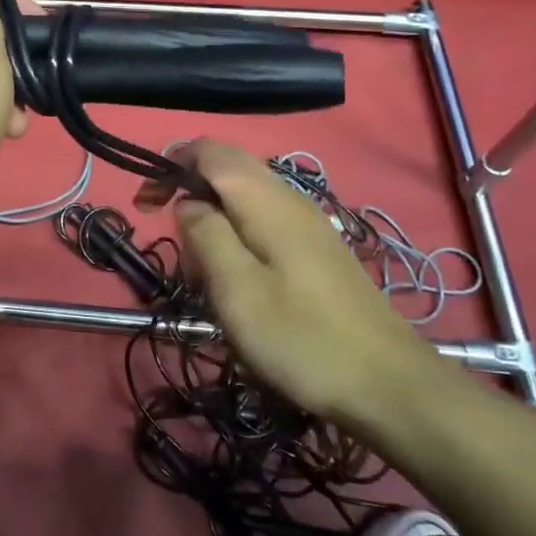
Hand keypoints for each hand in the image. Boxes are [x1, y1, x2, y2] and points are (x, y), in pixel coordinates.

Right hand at [174, 140, 453, 436]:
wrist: (389, 384)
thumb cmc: (302, 337)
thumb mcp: (237, 289)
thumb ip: (205, 233)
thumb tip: (188, 202)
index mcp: (264, 198)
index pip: (208, 150)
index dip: (170, 165)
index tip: (145, 206)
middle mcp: (287, 197)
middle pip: (227, 168)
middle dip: (189, 192)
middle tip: (173, 241)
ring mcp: (307, 222)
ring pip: (244, 196)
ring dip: (213, 219)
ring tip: (202, 271)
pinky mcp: (316, 248)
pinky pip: (264, 221)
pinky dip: (237, 236)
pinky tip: (239, 280)